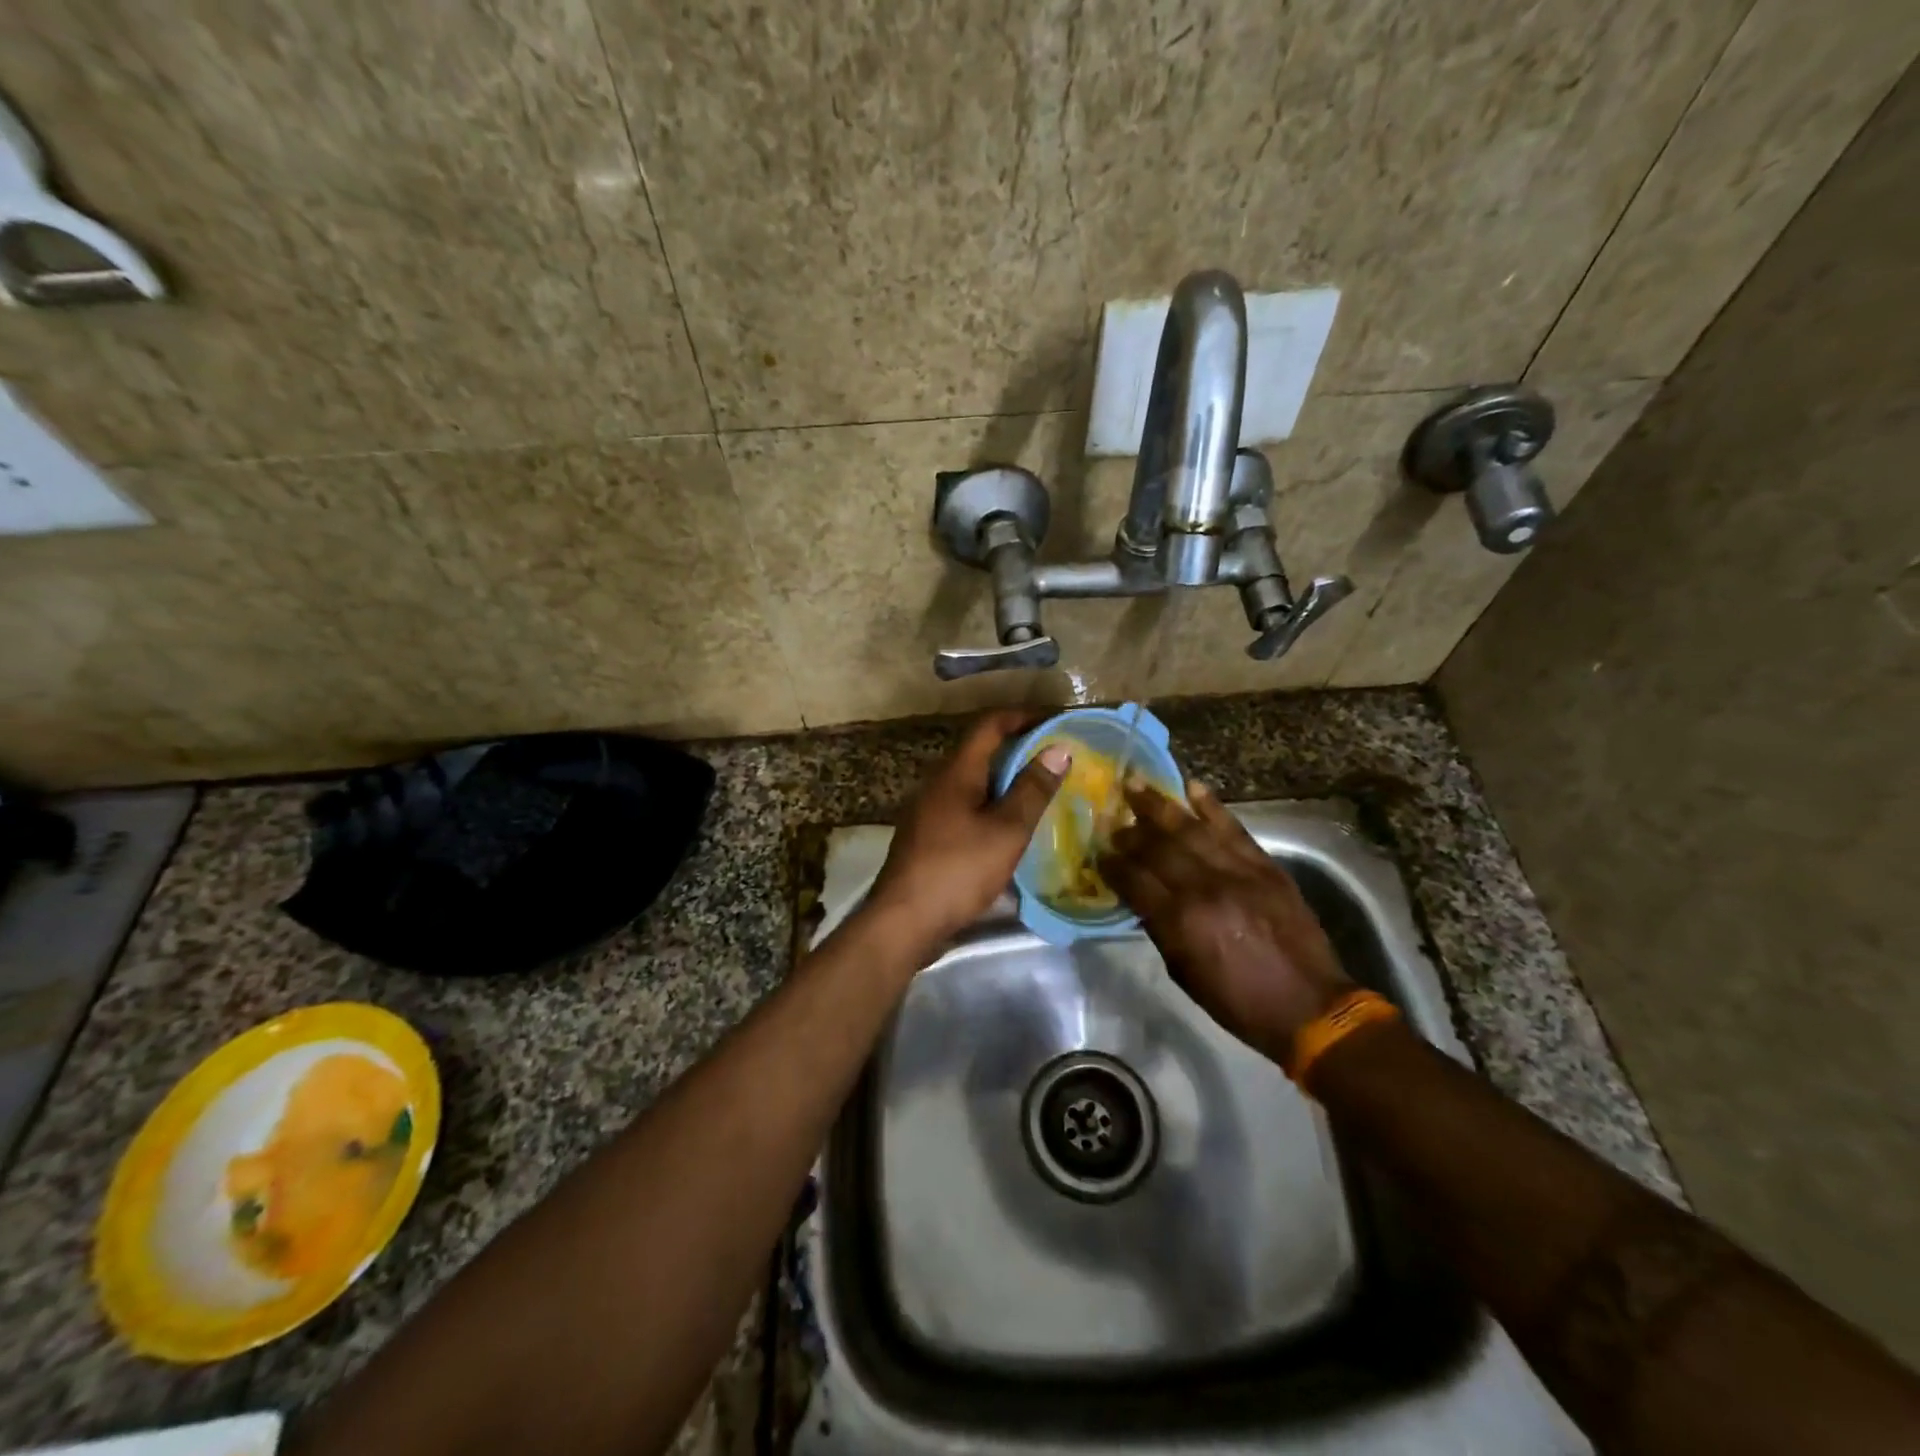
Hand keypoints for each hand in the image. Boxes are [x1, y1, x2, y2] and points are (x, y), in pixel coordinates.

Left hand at [866, 711, 1069, 947]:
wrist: (904, 920)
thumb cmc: (958, 870)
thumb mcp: (1006, 830)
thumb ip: (1033, 789)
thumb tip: (1059, 749)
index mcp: (956, 772)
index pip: (990, 725)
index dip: (1023, 716)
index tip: (1056, 721)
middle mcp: (938, 783)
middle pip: (981, 752)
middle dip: (1019, 750)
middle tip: (1057, 761)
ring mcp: (929, 811)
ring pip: (973, 783)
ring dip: (1006, 782)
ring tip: (1041, 793)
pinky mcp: (927, 837)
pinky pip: (965, 808)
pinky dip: (992, 807)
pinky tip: (1010, 829)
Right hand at [1099, 779, 1352, 1061]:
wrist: (1309, 1006)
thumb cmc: (1238, 1001)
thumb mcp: (1184, 973)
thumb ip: (1160, 929)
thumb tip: (1140, 897)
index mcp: (1181, 921)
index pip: (1134, 880)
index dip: (1112, 864)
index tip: (1097, 851)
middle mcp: (1205, 888)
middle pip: (1158, 848)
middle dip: (1130, 831)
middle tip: (1112, 818)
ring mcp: (1238, 872)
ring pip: (1191, 829)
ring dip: (1160, 805)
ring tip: (1136, 784)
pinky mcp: (1265, 866)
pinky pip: (1233, 828)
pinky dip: (1212, 806)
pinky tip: (1191, 786)